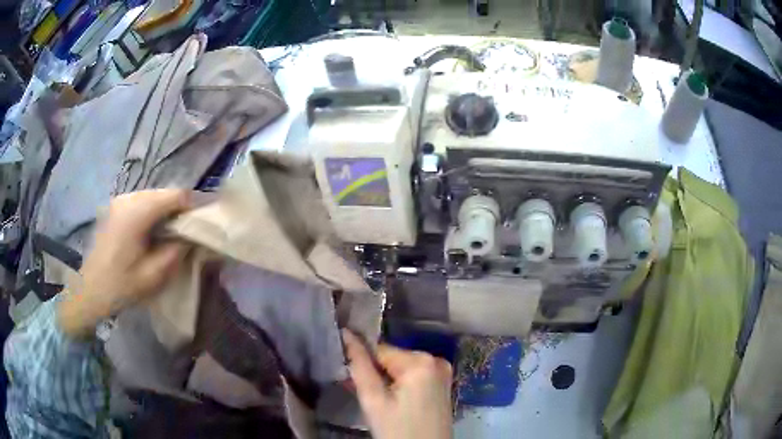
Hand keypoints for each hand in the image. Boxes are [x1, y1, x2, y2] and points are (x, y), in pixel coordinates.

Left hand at [59, 189, 190, 337]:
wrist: (89, 290)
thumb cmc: (120, 287)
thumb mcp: (153, 276)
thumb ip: (176, 252)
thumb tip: (191, 236)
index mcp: (137, 213)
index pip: (175, 195)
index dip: (192, 206)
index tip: (201, 225)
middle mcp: (128, 198)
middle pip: (164, 193)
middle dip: (178, 209)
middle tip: (186, 233)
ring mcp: (119, 200)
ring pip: (152, 196)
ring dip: (165, 211)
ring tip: (169, 234)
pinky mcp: (114, 206)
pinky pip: (140, 201)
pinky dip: (151, 212)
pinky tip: (150, 232)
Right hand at [343, 330, 452, 438]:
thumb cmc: (398, 430)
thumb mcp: (374, 401)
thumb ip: (359, 366)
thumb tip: (346, 334)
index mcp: (421, 361)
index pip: (380, 349)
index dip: (362, 361)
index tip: (351, 377)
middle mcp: (436, 359)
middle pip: (392, 358)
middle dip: (376, 372)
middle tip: (367, 394)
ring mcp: (443, 371)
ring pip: (402, 367)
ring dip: (387, 379)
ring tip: (380, 400)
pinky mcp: (443, 383)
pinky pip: (414, 375)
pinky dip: (401, 384)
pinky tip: (395, 401)